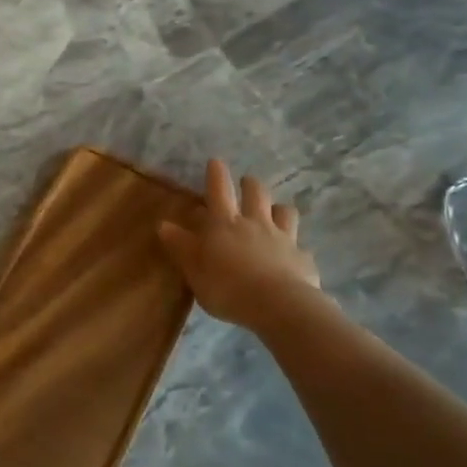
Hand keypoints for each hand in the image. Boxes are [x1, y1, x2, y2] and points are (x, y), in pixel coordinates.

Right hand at [158, 158, 320, 329]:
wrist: (278, 305)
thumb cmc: (227, 287)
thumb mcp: (194, 270)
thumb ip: (181, 247)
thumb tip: (163, 224)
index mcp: (225, 224)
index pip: (218, 191)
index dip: (216, 175)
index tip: (216, 161)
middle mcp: (255, 223)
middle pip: (256, 193)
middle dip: (250, 184)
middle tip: (247, 182)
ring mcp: (283, 238)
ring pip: (284, 211)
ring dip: (279, 208)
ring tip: (276, 211)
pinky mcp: (302, 257)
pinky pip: (300, 245)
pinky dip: (295, 247)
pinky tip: (293, 257)